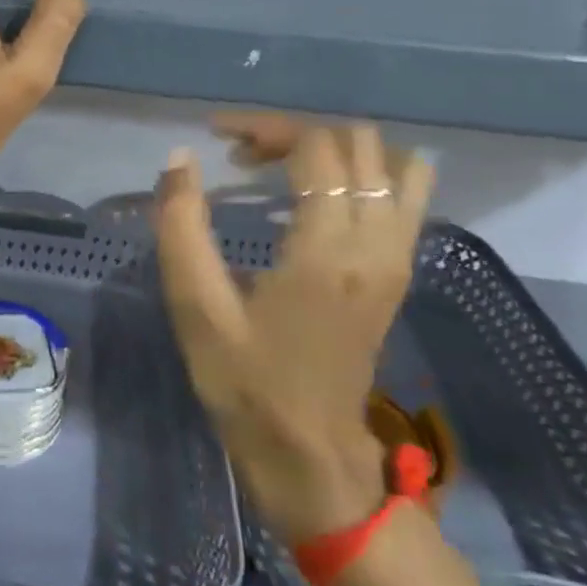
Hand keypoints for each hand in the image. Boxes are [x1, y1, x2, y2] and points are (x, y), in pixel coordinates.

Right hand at [155, 114, 434, 544]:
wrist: (312, 457)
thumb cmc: (246, 384)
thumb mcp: (196, 308)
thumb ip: (182, 227)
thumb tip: (180, 159)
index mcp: (327, 251)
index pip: (315, 148)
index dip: (264, 128)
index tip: (217, 137)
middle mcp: (377, 244)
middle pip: (357, 144)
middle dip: (296, 134)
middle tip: (243, 156)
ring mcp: (398, 258)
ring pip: (394, 163)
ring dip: (337, 149)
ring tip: (285, 166)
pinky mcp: (400, 272)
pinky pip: (406, 195)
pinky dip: (369, 173)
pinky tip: (323, 191)